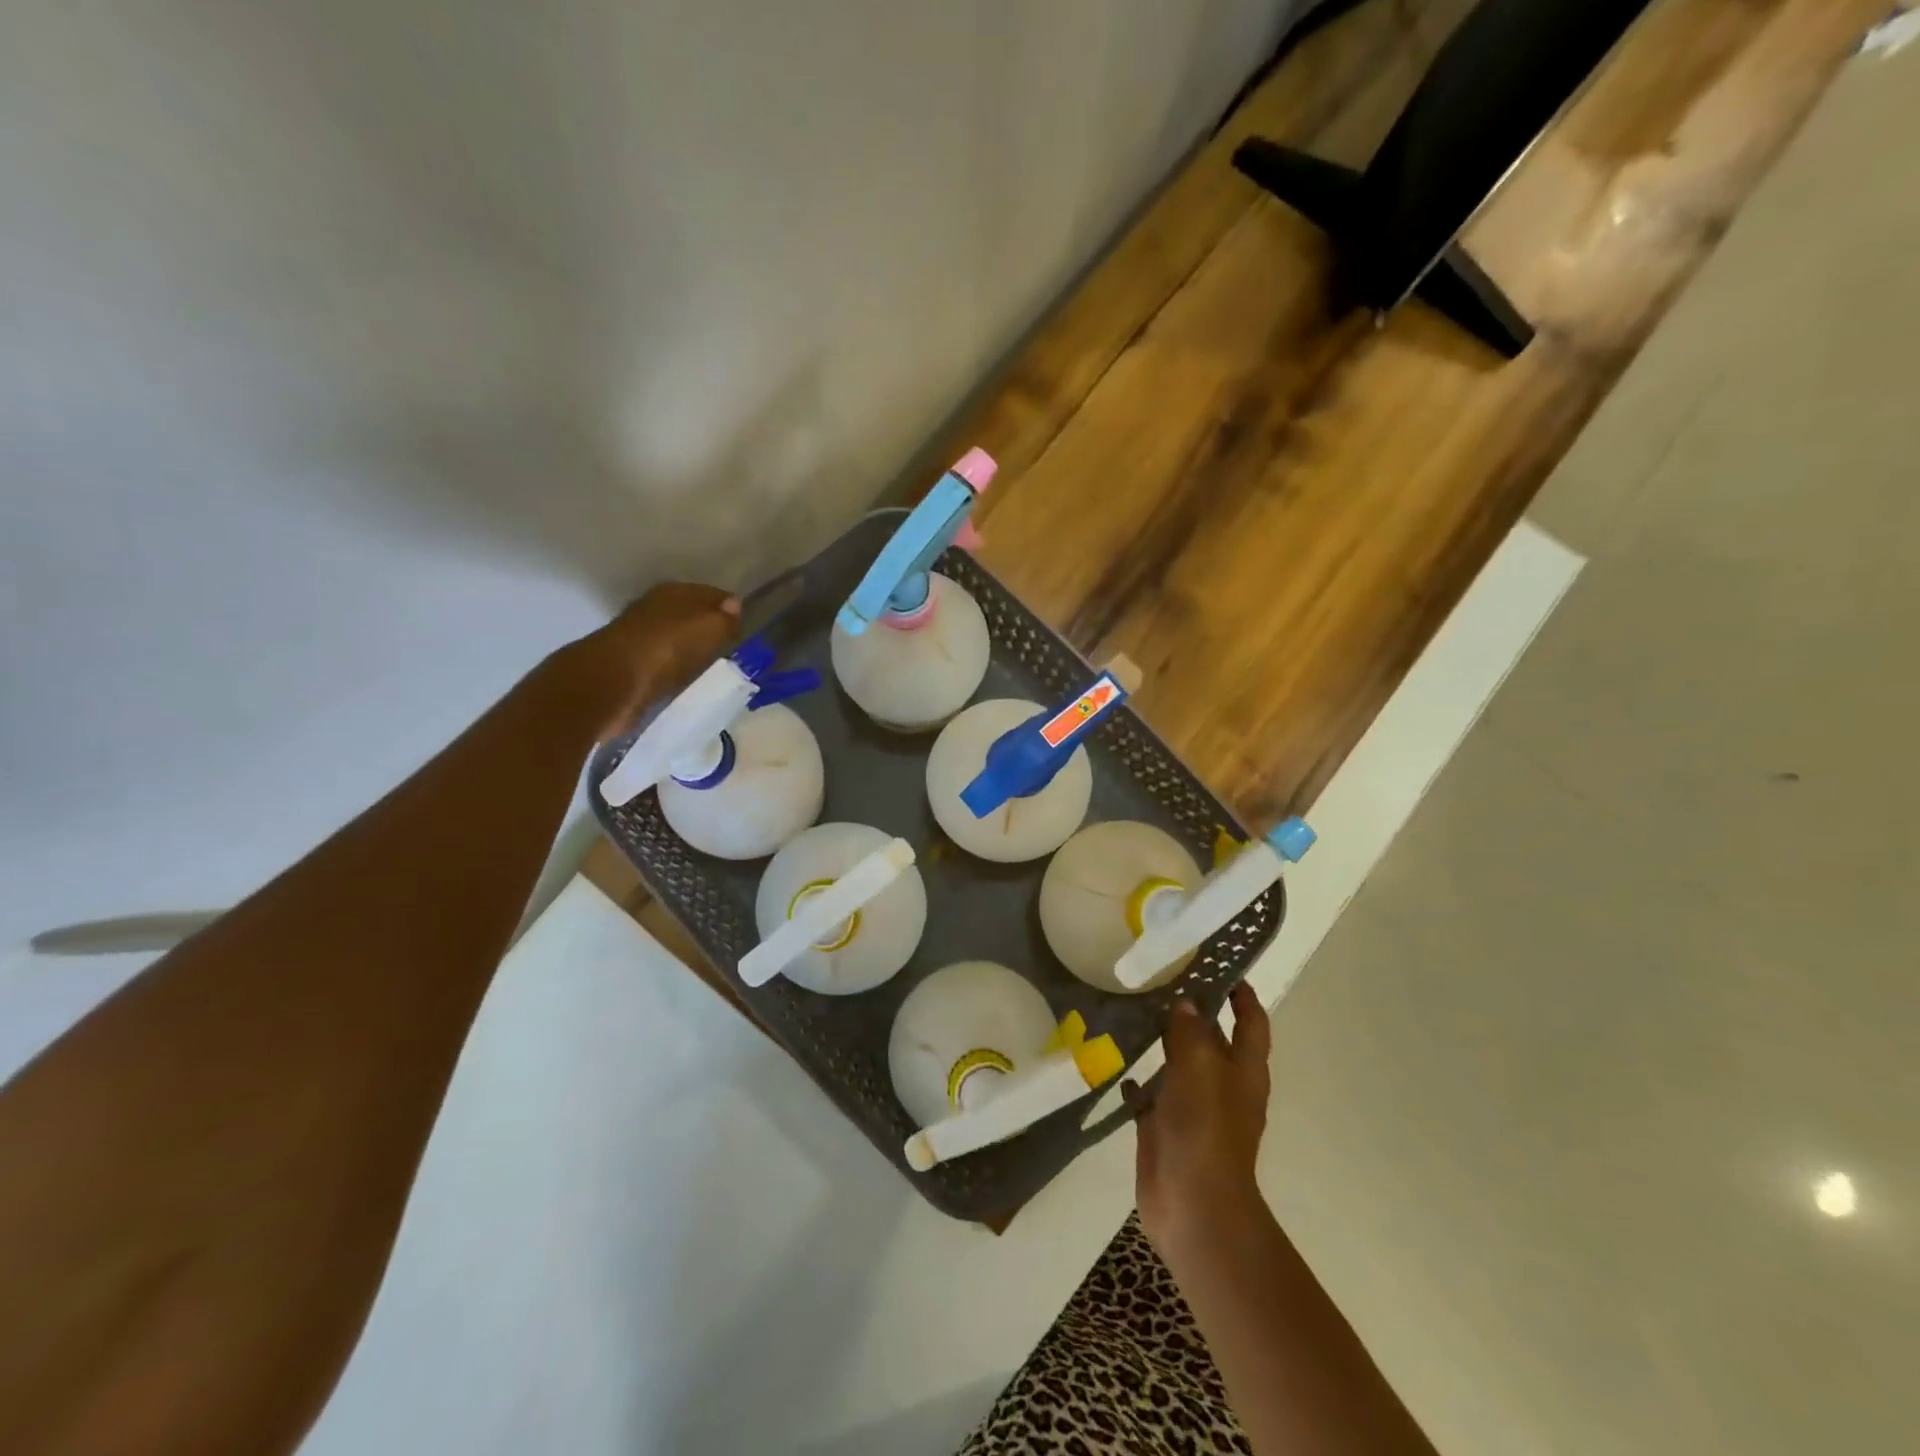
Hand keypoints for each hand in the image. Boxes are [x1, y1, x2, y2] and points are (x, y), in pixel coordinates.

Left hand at [559, 583, 739, 738]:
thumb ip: (724, 619)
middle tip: (734, 642)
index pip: (710, 594)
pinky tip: (689, 676)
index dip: (728, 606)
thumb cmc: (664, 650)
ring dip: (692, 646)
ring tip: (715, 661)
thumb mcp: (707, 629)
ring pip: (676, 637)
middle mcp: (654, 608)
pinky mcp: (630, 667)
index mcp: (674, 592)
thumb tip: (735, 605)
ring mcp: (639, 637)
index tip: (746, 622)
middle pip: (690, 614)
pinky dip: (678, 667)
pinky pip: (665, 662)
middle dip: (709, 625)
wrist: (610, 685)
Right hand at [1126, 981, 1271, 1257]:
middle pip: (1211, 1039)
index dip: (1241, 995)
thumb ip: (1191, 1031)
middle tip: (1160, 977)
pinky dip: (1136, 1078)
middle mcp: (1221, 1085)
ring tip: (1131, 1008)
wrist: (1194, 1207)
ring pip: (1178, 1063)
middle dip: (1193, 1011)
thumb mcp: (1201, 1068)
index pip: (1251, 1022)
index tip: (1221, 966)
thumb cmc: (1206, 1131)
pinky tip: (1114, 1059)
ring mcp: (1192, 1108)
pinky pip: (1149, 1095)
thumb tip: (1185, 1002)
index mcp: (1243, 1071)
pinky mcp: (1163, 1128)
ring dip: (1161, 1040)